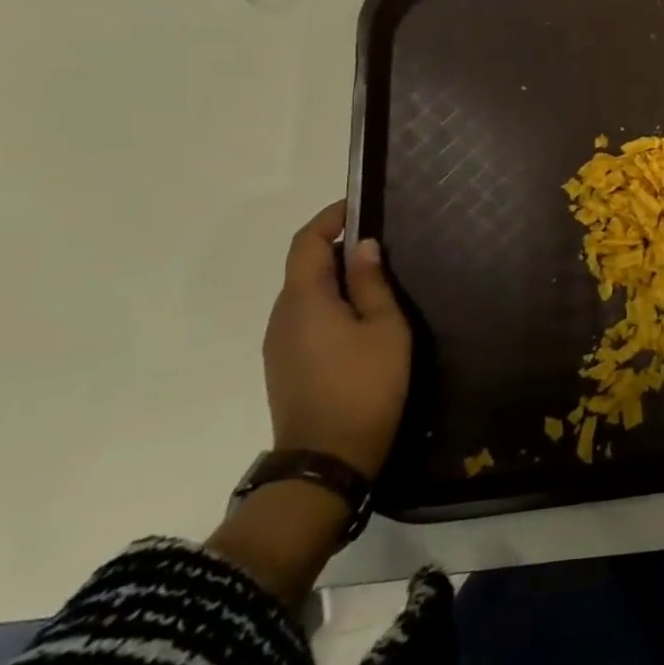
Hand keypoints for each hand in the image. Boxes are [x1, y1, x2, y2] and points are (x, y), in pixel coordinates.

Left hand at [263, 201, 411, 479]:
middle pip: (303, 266)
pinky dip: (329, 301)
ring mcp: (279, 343)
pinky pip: (305, 317)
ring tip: (375, 277)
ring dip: (333, 276)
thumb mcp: (384, 327)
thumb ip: (372, 283)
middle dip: (336, 247)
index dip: (329, 219)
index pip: (307, 243)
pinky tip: (359, 315)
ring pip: (304, 294)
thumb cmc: (365, 384)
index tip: (358, 205)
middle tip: (378, 242)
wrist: (327, 458)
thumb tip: (363, 247)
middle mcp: (282, 315)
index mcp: (304, 299)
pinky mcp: (285, 364)